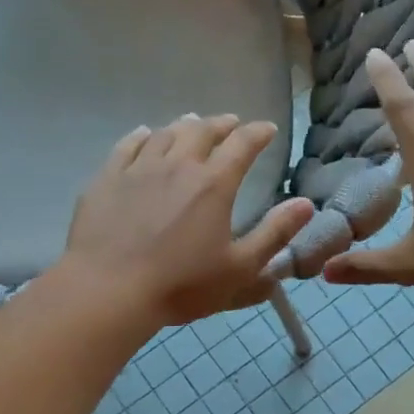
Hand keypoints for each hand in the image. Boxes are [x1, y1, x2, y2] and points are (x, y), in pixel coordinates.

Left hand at [61, 115, 315, 328]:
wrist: (109, 291)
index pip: (242, 145)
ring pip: (165, 134)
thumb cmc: (180, 285)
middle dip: (222, 124)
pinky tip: (144, 135)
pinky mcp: (107, 179)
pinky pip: (127, 146)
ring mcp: (138, 168)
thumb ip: (274, 234)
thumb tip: (306, 203)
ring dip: (184, 126)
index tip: (267, 129)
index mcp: (213, 184)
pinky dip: (142, 136)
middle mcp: (177, 165)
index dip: (258, 133)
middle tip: (231, 123)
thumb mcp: (239, 269)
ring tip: (192, 124)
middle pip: (202, 131)